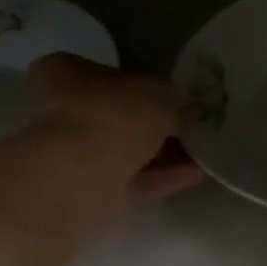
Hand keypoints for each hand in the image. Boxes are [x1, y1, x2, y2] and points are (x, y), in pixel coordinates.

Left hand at [24, 53, 205, 203]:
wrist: (81, 180)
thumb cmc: (111, 116)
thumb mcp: (157, 91)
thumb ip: (169, 99)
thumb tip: (175, 112)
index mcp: (61, 74)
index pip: (102, 72)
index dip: (139, 81)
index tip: (171, 93)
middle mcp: (60, 113)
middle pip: (117, 116)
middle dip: (155, 123)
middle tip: (193, 123)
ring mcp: (74, 157)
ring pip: (127, 151)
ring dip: (165, 152)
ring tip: (206, 149)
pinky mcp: (91, 192)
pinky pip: (136, 180)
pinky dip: (166, 176)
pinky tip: (200, 172)